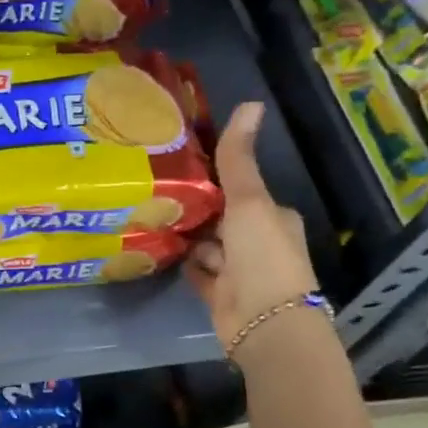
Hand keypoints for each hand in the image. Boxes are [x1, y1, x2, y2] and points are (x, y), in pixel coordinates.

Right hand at [185, 103, 320, 361]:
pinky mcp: (220, 295)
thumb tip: (250, 103)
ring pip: (208, 246)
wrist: (263, 323)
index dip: (218, 184)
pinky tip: (162, 251)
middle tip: (160, 194)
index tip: (185, 171)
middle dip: (199, 211)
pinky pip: (198, 272)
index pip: (243, 193)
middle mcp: (259, 243)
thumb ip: (239, 159)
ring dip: (189, 237)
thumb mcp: (250, 202)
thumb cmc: (261, 256)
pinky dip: (185, 263)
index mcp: (274, 218)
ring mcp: (239, 272)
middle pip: (223, 220)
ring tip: (153, 218)